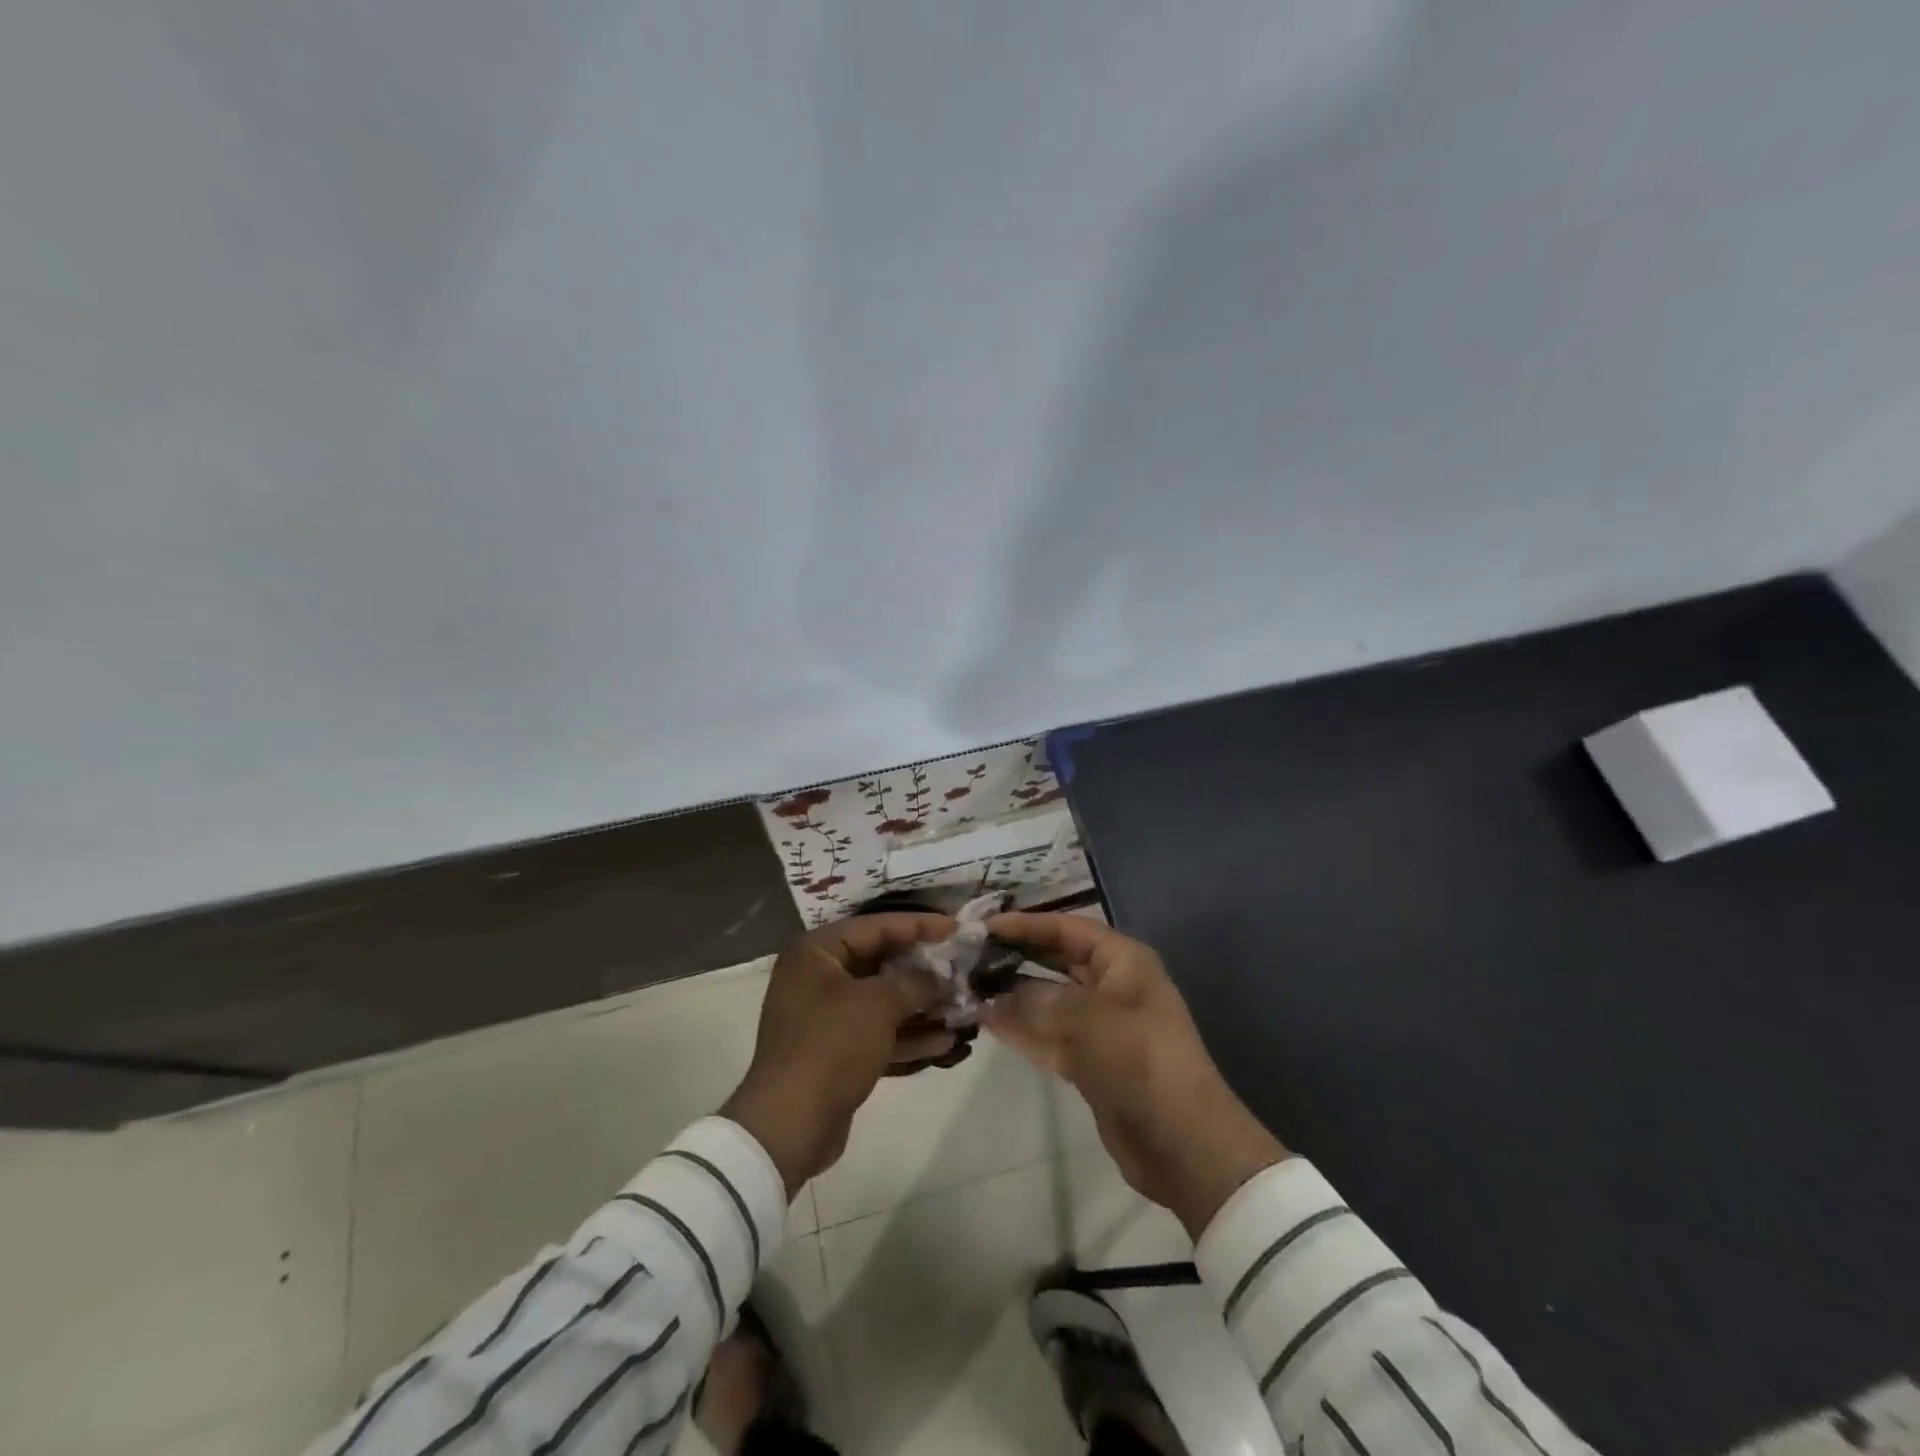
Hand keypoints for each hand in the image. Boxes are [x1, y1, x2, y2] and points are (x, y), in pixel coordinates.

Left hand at [722, 913, 956, 1194]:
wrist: (790, 1125)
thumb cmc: (831, 1046)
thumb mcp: (878, 1004)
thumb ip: (914, 982)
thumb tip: (938, 977)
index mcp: (816, 953)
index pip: (875, 926)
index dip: (918, 925)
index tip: (955, 928)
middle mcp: (818, 978)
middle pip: (880, 962)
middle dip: (922, 969)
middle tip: (961, 968)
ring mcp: (825, 1017)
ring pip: (882, 1000)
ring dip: (920, 1004)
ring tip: (961, 1005)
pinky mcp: (836, 1051)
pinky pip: (877, 1032)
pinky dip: (907, 1034)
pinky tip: (945, 1041)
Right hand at [983, 912, 1287, 1236]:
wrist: (1181, 1141)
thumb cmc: (1139, 1059)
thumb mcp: (1087, 1018)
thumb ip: (1036, 1002)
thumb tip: (994, 1000)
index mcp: (1123, 961)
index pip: (1068, 929)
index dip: (1028, 925)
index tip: (986, 927)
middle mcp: (1112, 986)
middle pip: (1057, 961)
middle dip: (1018, 957)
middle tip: (971, 957)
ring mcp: (1101, 1026)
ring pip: (1049, 1000)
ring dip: (1015, 996)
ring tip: (971, 988)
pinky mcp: (1090, 1061)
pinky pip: (1049, 1035)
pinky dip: (1023, 1029)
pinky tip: (988, 1022)